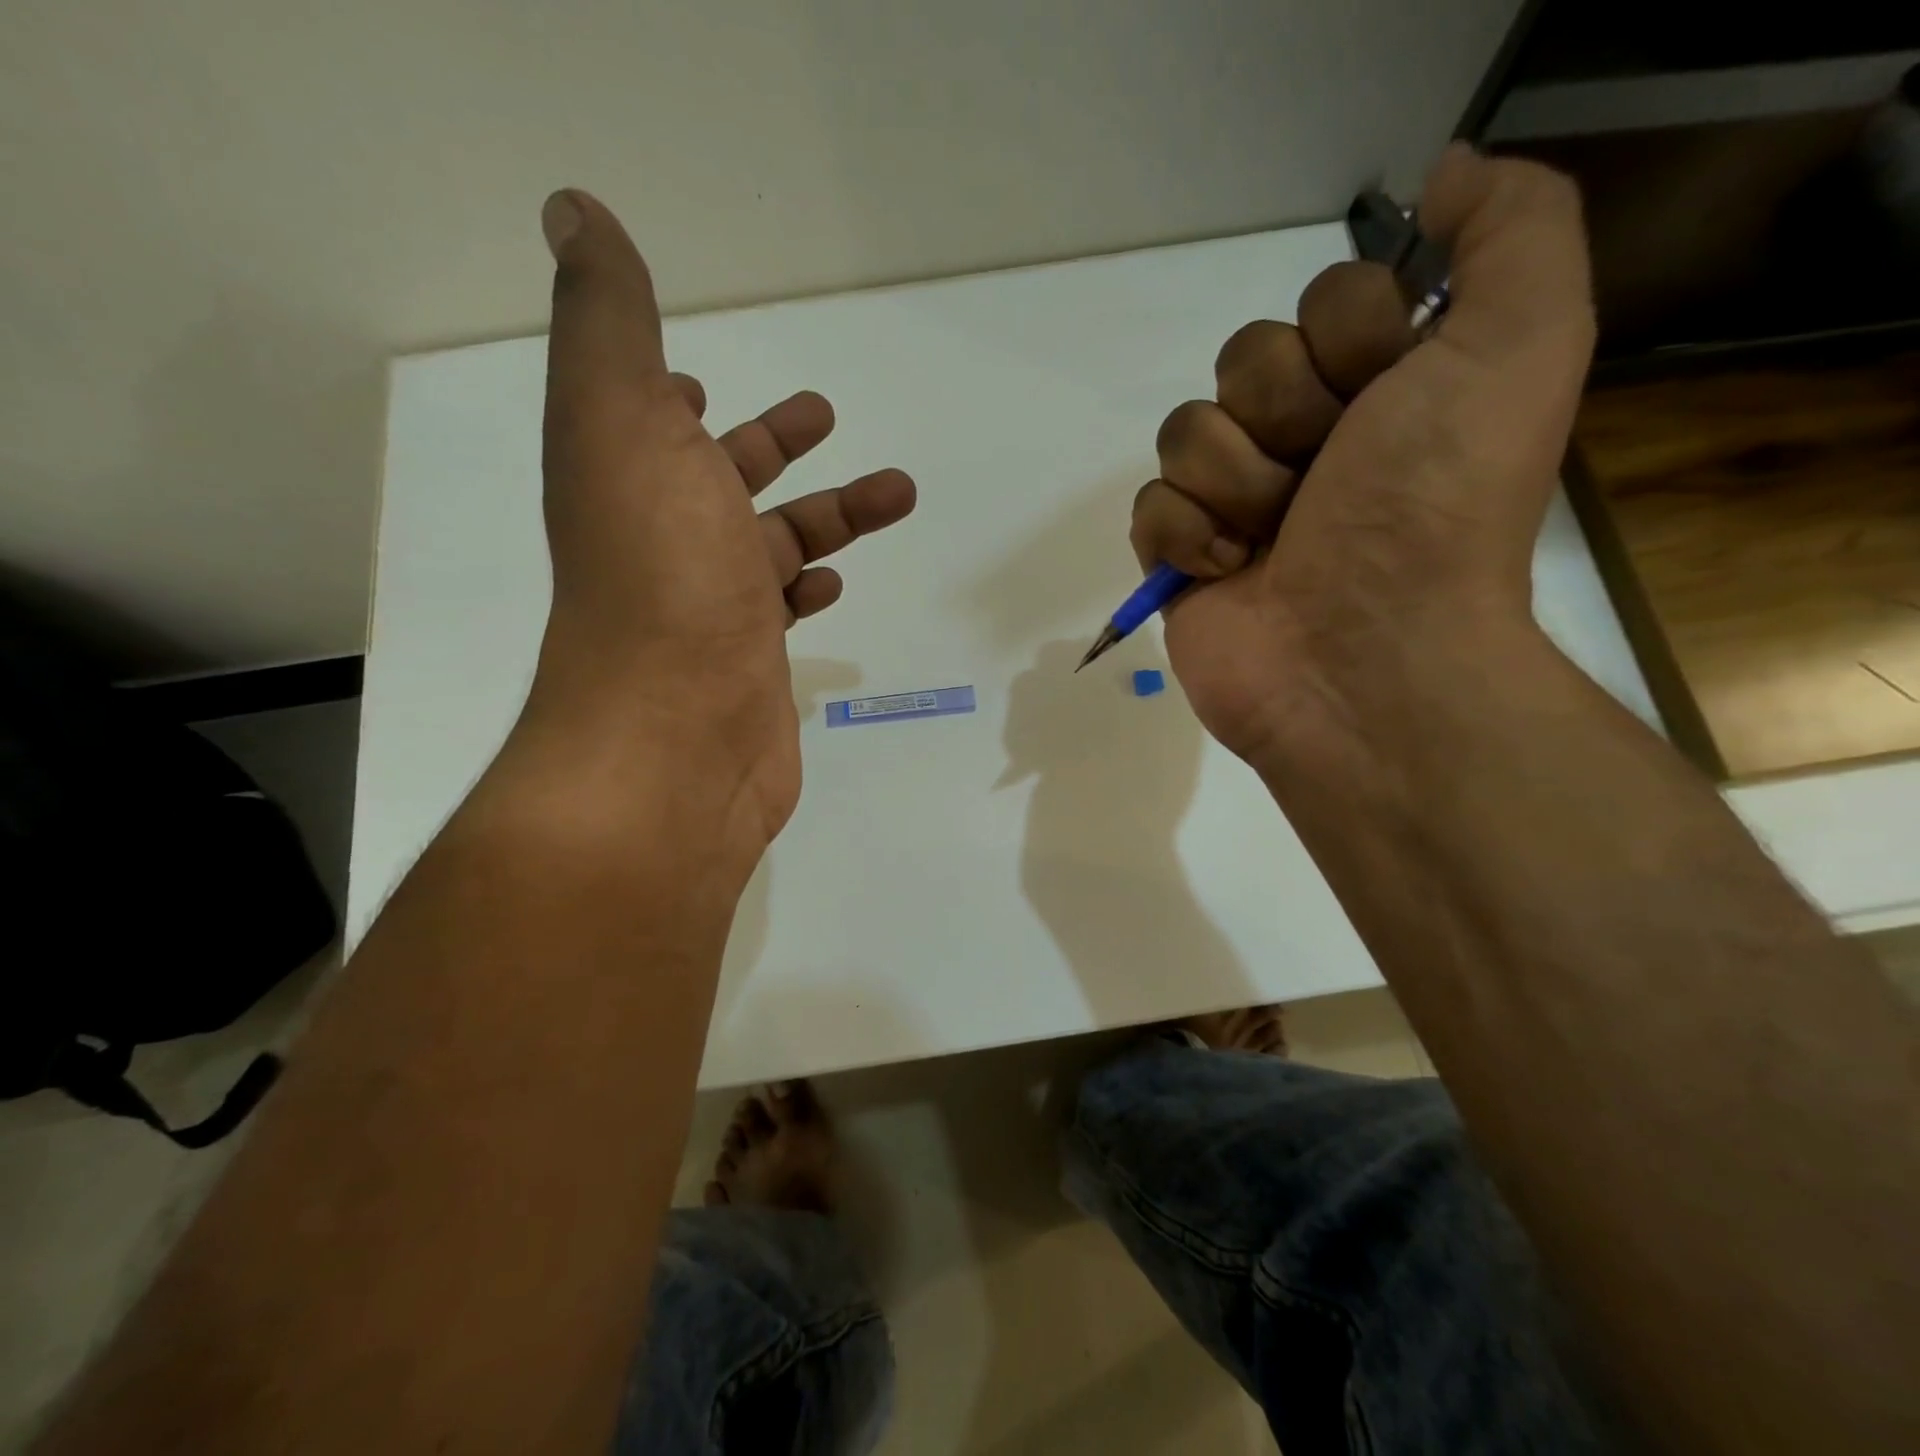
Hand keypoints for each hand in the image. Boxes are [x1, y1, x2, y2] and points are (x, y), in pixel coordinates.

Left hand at [517, 188, 915, 857]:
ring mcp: (710, 609)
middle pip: (725, 481)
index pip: (647, 423)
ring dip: (829, 514)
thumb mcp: (624, 421)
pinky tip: (838, 586)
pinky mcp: (752, 665)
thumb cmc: (662, 576)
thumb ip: (610, 321)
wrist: (675, 737)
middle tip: (827, 414)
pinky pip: (783, 612)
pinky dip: (811, 590)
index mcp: (629, 480)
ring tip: (898, 491)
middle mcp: (663, 543)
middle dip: (777, 446)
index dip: (668, 396)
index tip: (700, 383)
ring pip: (775, 545)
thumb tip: (573, 207)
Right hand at [1128, 147, 1595, 766]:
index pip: (1323, 300)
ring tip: (1274, 541)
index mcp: (1386, 390)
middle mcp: (1310, 439)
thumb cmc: (1434, 512)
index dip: (1346, 340)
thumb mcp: (1521, 345)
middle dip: (1285, 418)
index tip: (1385, 399)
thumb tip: (1441, 174)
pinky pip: (1148, 506)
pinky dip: (1182, 537)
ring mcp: (1237, 503)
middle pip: (1242, 361)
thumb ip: (1512, 230)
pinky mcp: (1182, 558)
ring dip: (1235, 484)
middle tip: (1324, 482)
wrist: (1365, 662)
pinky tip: (1226, 573)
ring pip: (1186, 432)